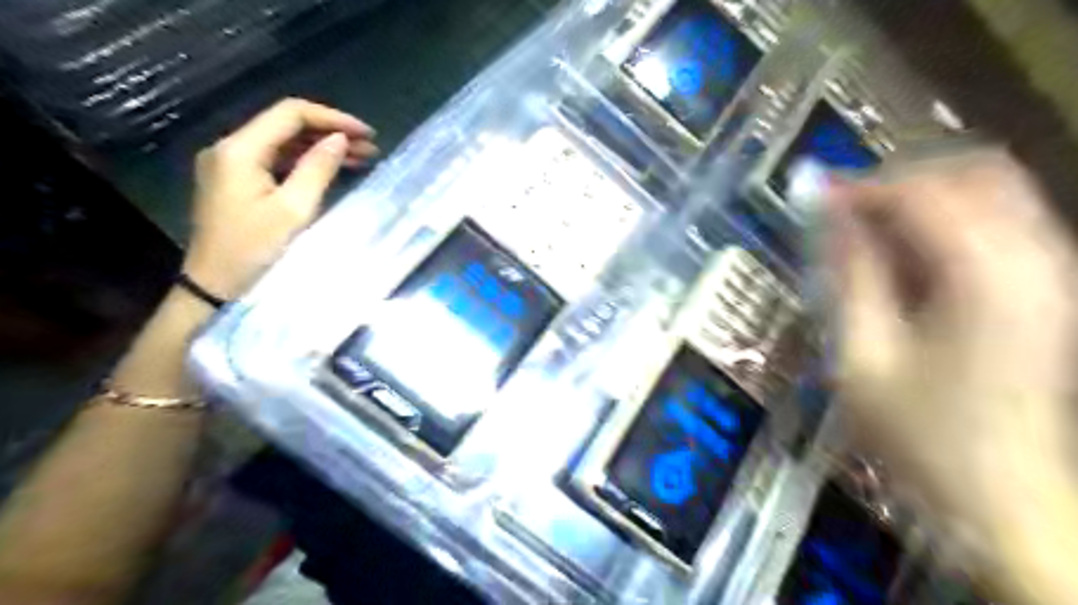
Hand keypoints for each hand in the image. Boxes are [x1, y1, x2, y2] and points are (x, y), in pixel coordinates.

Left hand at [179, 97, 375, 298]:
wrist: (215, 285)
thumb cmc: (256, 250)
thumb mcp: (293, 210)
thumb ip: (317, 169)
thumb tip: (339, 139)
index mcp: (240, 150)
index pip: (290, 114)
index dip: (332, 118)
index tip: (366, 134)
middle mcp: (231, 147)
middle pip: (286, 125)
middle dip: (330, 132)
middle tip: (370, 148)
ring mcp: (231, 164)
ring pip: (283, 143)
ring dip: (321, 147)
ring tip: (361, 157)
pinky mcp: (237, 181)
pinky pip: (276, 160)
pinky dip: (306, 162)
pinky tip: (332, 169)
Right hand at [828, 152, 1076, 529]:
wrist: (1001, 496)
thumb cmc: (919, 431)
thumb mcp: (862, 355)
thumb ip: (850, 274)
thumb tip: (829, 214)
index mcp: (985, 277)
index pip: (922, 193)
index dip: (862, 187)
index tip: (815, 198)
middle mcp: (1034, 258)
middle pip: (971, 172)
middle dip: (899, 181)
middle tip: (845, 213)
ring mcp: (1050, 271)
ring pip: (991, 190)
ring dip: (923, 197)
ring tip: (868, 230)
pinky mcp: (1046, 287)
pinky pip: (998, 221)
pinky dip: (946, 220)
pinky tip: (907, 255)